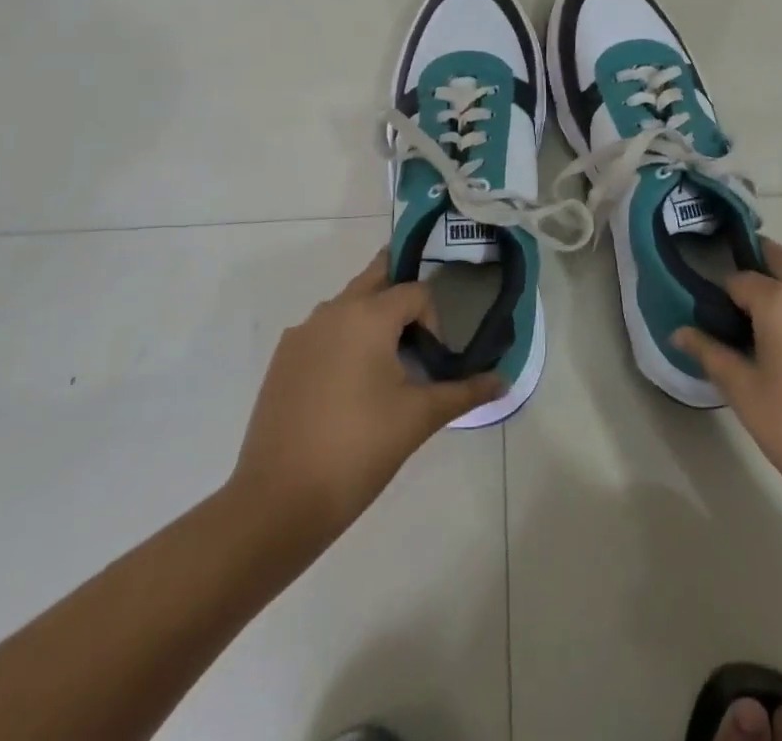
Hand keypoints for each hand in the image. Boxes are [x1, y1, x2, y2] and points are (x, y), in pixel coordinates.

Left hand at [226, 252, 503, 544]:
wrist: (277, 502)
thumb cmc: (358, 450)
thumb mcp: (419, 417)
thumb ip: (464, 392)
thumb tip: (504, 381)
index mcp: (367, 315)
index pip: (415, 292)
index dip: (434, 320)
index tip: (433, 361)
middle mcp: (332, 311)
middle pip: (375, 277)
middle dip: (400, 291)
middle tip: (419, 324)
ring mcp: (301, 334)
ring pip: (346, 304)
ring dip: (371, 316)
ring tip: (386, 361)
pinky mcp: (282, 360)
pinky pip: (322, 331)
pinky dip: (342, 340)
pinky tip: (348, 386)